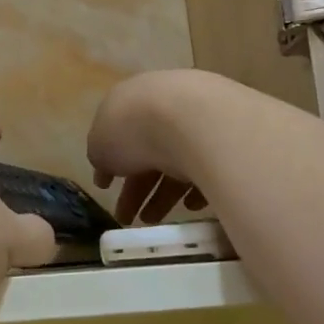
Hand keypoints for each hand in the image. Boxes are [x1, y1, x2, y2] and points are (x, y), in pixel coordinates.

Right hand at [87, 70, 215, 223]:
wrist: (193, 119)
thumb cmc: (134, 128)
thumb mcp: (99, 144)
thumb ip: (100, 155)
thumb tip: (105, 164)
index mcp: (129, 101)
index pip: (117, 135)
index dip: (109, 163)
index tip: (105, 188)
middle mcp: (162, 106)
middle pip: (146, 153)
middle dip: (135, 188)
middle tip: (127, 217)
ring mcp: (196, 121)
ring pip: (175, 163)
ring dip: (161, 195)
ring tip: (152, 222)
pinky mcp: (224, 141)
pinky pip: (206, 168)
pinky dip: (195, 189)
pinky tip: (189, 207)